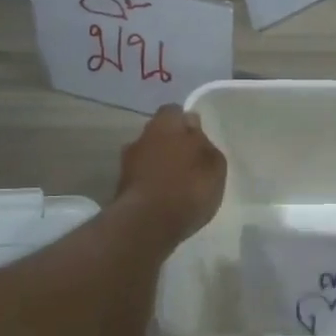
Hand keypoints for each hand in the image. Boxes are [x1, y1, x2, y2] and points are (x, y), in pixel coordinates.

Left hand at [115, 105, 227, 244]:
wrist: (148, 224)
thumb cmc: (189, 186)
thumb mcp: (214, 164)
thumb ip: (203, 142)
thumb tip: (192, 126)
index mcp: (165, 124)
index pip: (174, 111)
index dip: (185, 122)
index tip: (197, 137)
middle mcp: (142, 137)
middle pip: (158, 134)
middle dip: (171, 144)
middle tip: (189, 161)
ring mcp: (127, 163)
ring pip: (148, 156)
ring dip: (159, 165)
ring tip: (176, 184)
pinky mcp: (121, 188)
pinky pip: (141, 178)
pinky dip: (151, 184)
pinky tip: (164, 199)